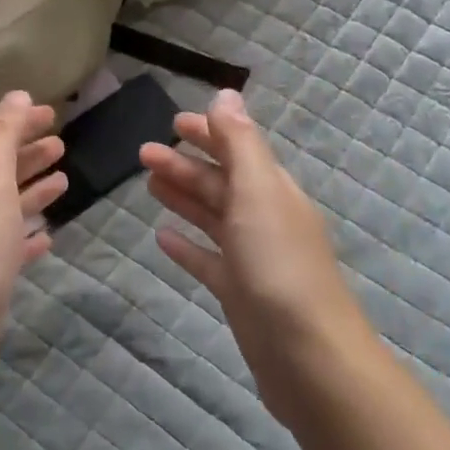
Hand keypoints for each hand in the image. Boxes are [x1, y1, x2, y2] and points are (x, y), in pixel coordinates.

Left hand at [0, 92, 65, 352]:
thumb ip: (0, 137)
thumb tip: (17, 94)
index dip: (18, 123)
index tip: (52, 113)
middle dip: (27, 154)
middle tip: (62, 143)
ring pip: (7, 209)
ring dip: (33, 191)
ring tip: (64, 180)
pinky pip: (12, 248)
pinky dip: (29, 236)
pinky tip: (47, 237)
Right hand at [141, 90, 371, 423]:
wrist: (307, 355)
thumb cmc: (279, 265)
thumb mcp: (258, 193)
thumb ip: (240, 143)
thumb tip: (227, 93)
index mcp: (273, 191)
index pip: (239, 149)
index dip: (209, 133)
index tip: (174, 122)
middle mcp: (264, 219)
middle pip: (221, 183)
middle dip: (185, 164)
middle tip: (142, 153)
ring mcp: (252, 258)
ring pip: (212, 218)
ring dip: (183, 198)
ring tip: (148, 184)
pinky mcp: (239, 293)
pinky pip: (207, 260)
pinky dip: (186, 246)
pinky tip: (161, 238)